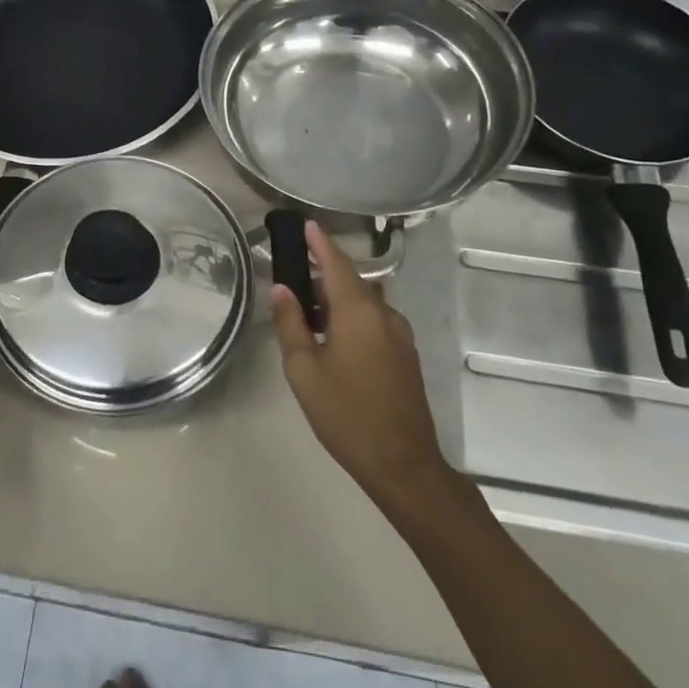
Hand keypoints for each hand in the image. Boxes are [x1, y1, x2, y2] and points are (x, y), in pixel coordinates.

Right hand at [270, 222, 452, 514]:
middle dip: (324, 273)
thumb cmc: (345, 414)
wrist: (402, 463)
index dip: (320, 243)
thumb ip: (291, 324)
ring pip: (365, 303)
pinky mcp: (406, 356)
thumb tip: (282, 289)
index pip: (336, 264)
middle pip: (352, 282)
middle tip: (294, 277)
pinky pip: (375, 321)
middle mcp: (384, 315)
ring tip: (309, 312)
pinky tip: (334, 338)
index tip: (306, 224)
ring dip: (338, 298)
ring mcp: (400, 336)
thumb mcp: (304, 370)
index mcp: (358, 312)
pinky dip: (353, 317)